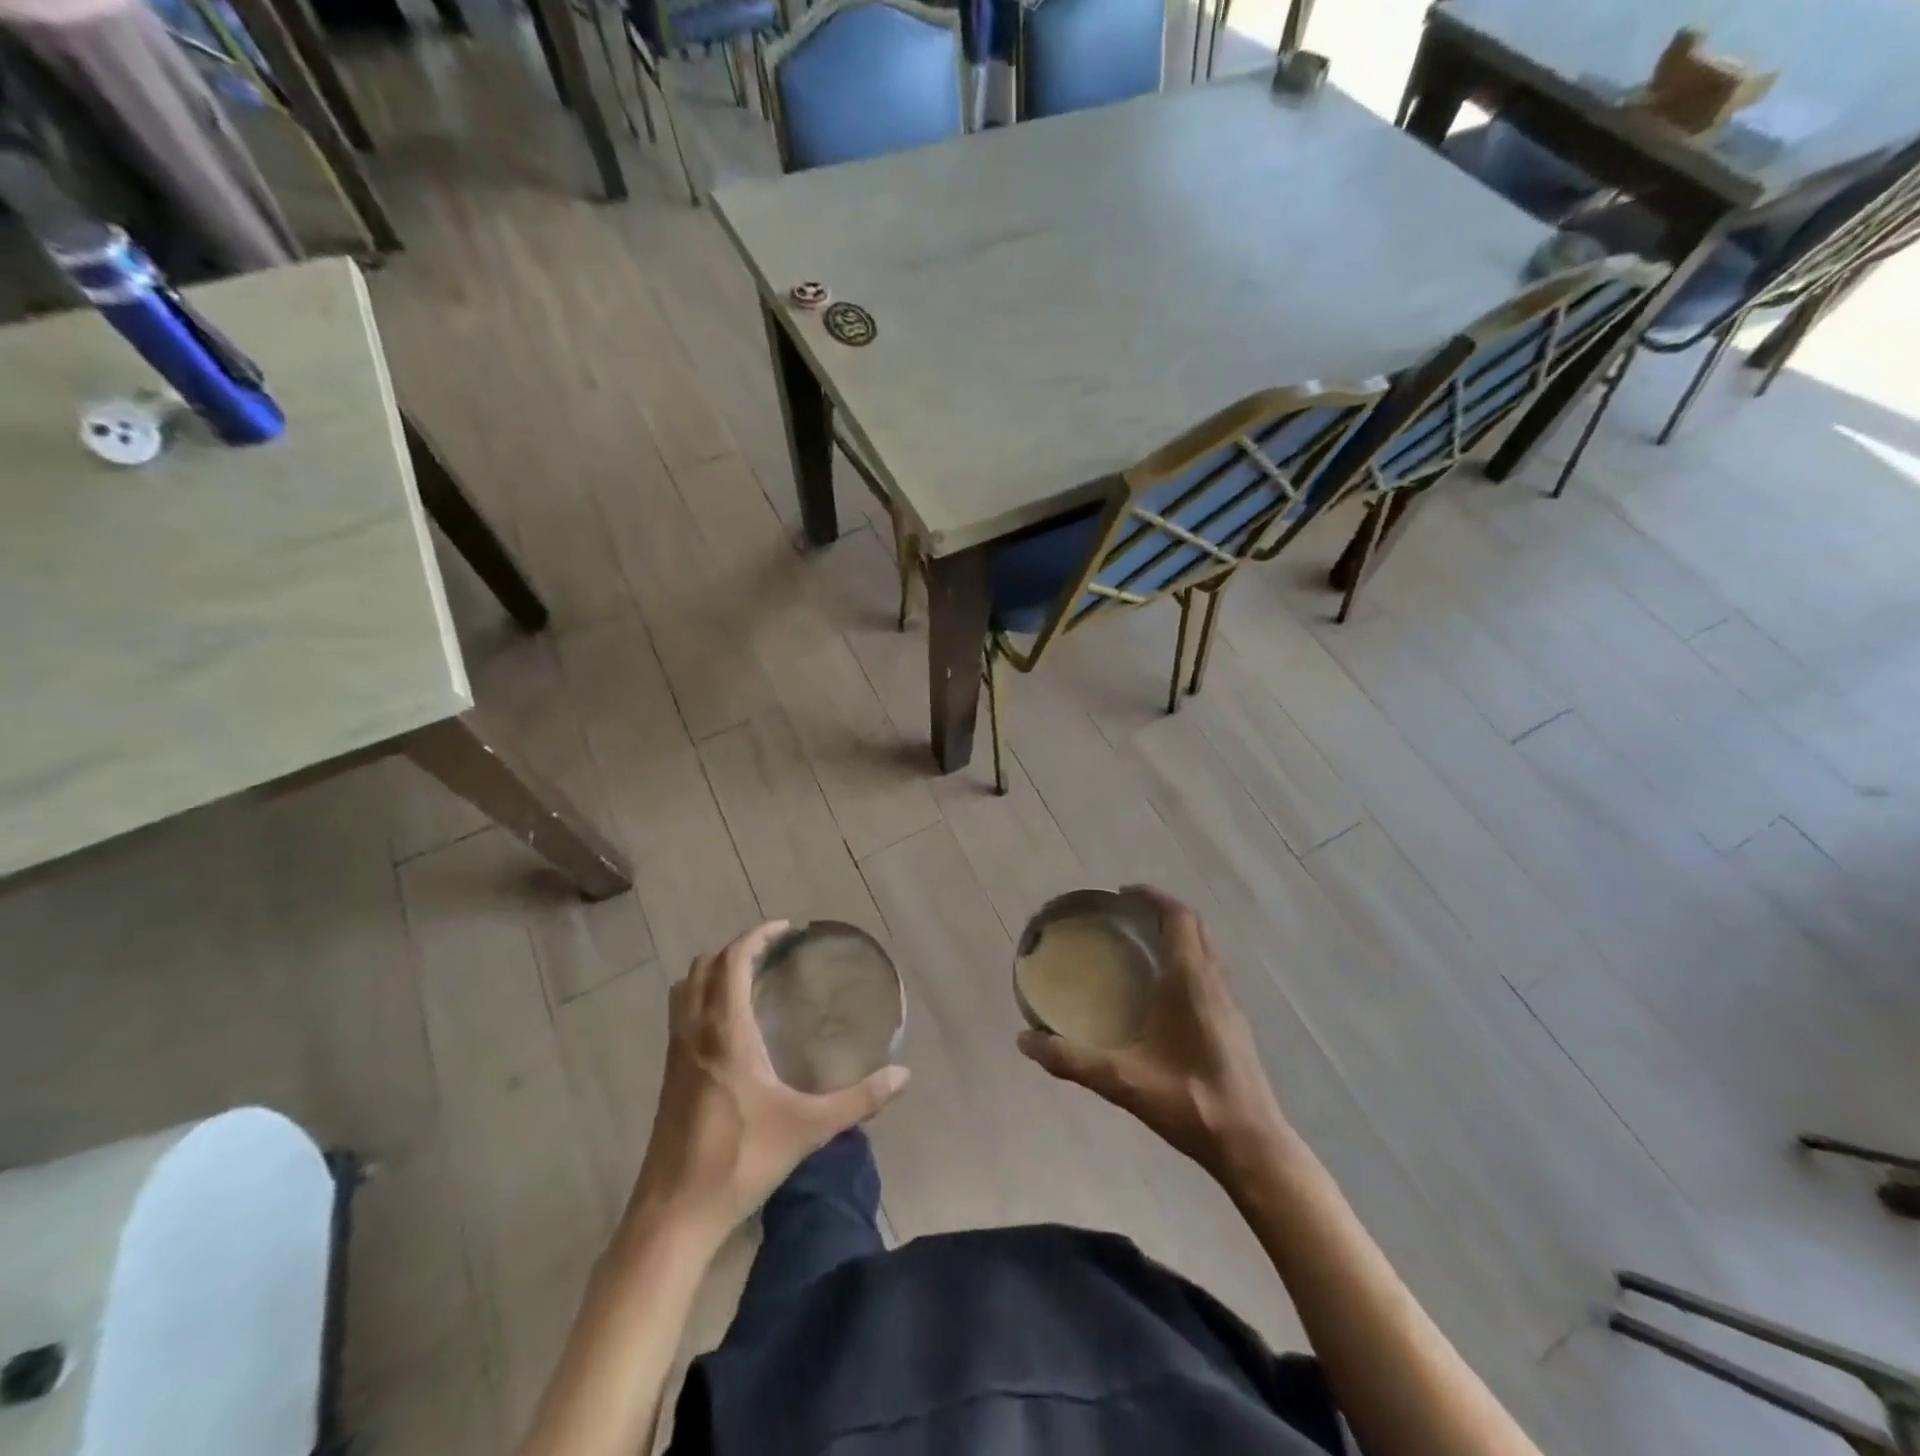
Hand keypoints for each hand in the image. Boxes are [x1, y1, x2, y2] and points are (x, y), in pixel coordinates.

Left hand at [629, 922, 909, 1242]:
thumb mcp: (808, 1129)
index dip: (756, 937)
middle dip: (735, 949)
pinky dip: (701, 998)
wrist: (674, 1215)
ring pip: (684, 989)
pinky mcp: (668, 1076)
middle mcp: (695, 1033)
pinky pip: (680, 1015)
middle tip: (771, 953)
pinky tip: (730, 1028)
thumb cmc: (740, 1161)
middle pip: (703, 967)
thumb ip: (859, 1100)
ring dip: (712, 972)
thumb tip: (904, 1076)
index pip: (732, 962)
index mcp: (726, 1034)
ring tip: (748, 980)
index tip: (785, 929)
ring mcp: (676, 1054)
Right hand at [1018, 887, 1289, 1183]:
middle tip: (1127, 915)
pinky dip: (1189, 959)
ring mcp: (1230, 1003)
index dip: (1153, 898)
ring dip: (1179, 934)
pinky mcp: (1235, 1024)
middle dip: (1163, 911)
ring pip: (1207, 949)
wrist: (1251, 1145)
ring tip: (1143, 944)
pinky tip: (1165, 990)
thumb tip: (1024, 1041)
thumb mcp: (1123, 1082)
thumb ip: (1072, 1060)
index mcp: (1191, 981)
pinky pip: (1211, 971)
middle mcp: (1214, 982)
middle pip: (1195, 926)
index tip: (1123, 894)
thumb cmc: (1190, 1103)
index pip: (1178, 918)